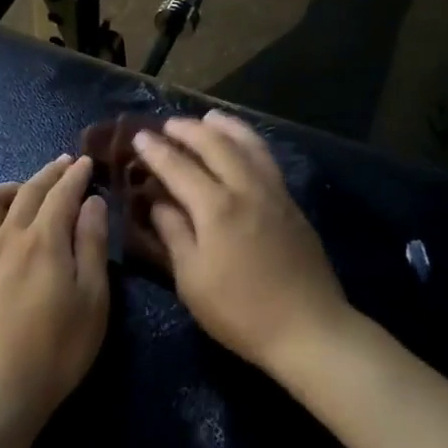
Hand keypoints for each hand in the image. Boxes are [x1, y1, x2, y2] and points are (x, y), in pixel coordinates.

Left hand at [0, 154, 109, 433]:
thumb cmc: (57, 352)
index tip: (85, 162)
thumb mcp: (93, 301)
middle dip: (48, 174)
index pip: (62, 194)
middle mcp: (7, 238)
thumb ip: (92, 246)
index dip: (76, 175)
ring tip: (22, 192)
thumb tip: (91, 203)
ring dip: (7, 188)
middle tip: (63, 165)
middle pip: (27, 192)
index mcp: (45, 241)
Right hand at [134, 112, 347, 372]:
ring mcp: (274, 193)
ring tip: (208, 119)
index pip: (179, 167)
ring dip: (225, 127)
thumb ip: (174, 234)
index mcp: (216, 208)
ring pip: (248, 145)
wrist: (308, 328)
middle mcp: (246, 189)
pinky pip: (267, 159)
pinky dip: (249, 142)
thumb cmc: (240, 312)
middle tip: (168, 124)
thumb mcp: (192, 280)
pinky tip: (243, 146)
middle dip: (189, 130)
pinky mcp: (291, 204)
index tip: (139, 137)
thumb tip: (158, 203)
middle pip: (216, 145)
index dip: (156, 151)